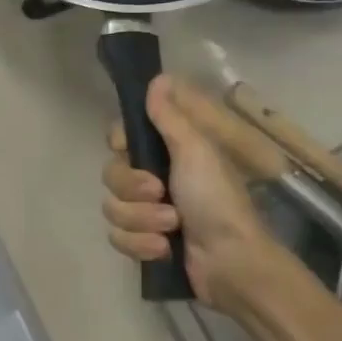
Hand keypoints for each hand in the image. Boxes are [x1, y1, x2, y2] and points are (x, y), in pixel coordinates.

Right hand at [102, 74, 277, 305]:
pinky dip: (140, 244)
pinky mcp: (143, 242)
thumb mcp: (196, 151)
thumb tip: (158, 78)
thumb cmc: (217, 201)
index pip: (121, 138)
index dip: (120, 143)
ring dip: (141, 220)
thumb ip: (170, 117)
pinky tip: (163, 249)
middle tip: (160, 193)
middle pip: (111, 174)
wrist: (230, 262)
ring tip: (170, 228)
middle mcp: (152, 179)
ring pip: (112, 208)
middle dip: (132, 189)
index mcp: (167, 154)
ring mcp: (146, 213)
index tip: (127, 148)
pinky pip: (117, 237)